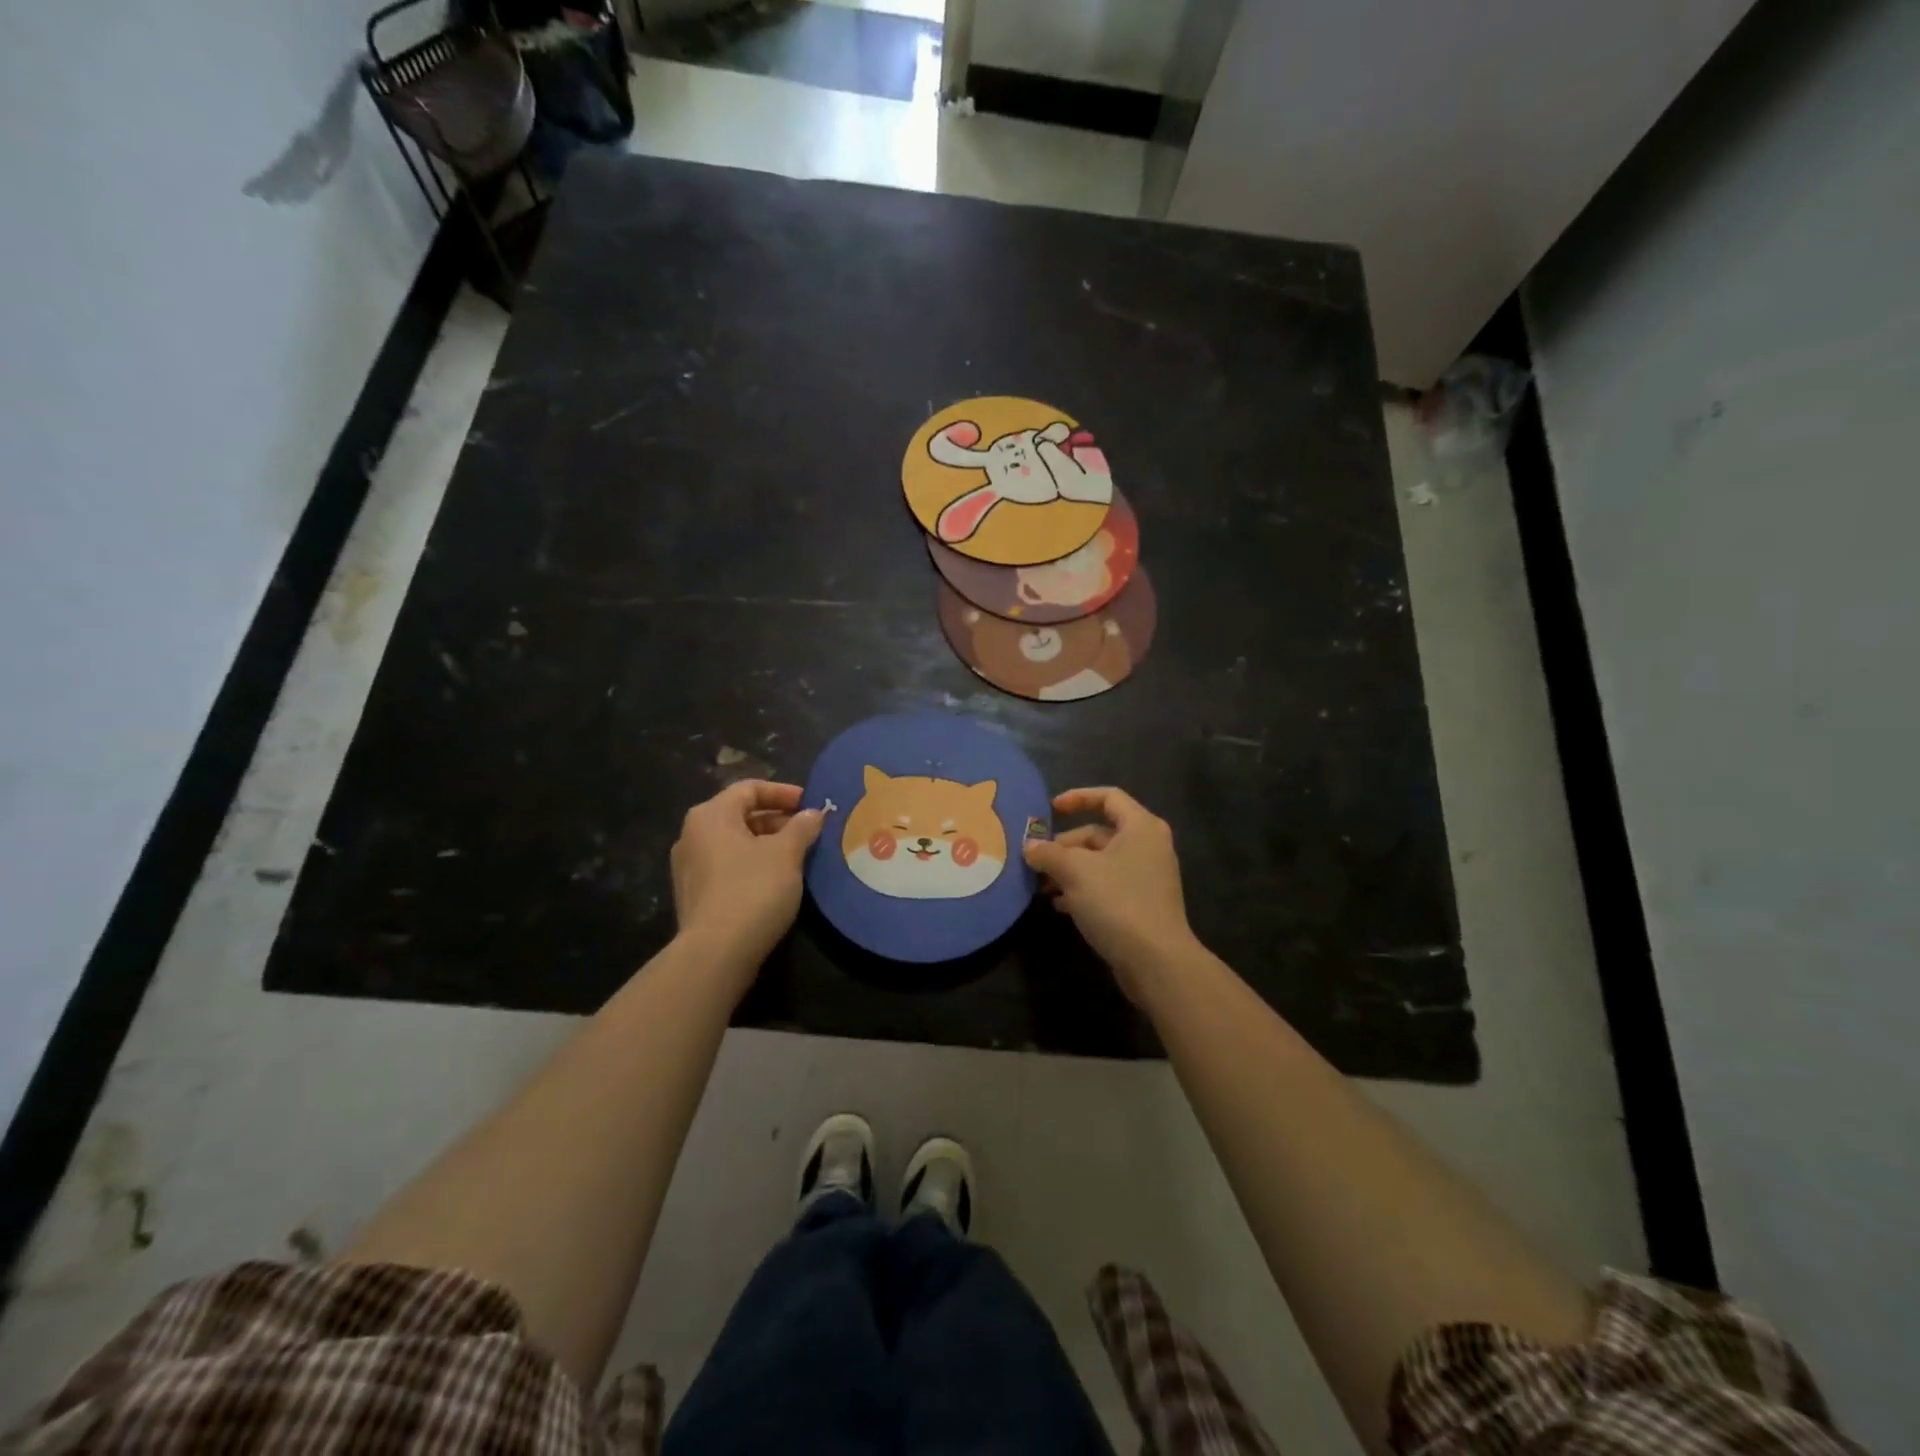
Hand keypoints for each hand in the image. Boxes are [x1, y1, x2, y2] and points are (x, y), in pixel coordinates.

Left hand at [670, 780, 823, 992]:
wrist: (716, 953)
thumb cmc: (753, 890)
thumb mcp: (786, 853)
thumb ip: (802, 827)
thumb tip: (813, 814)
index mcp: (711, 815)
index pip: (749, 788)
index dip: (783, 793)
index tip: (811, 805)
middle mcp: (692, 835)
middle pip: (740, 815)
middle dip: (778, 820)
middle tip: (809, 832)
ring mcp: (689, 867)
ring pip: (735, 843)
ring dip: (767, 845)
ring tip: (798, 857)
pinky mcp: (694, 895)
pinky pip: (728, 867)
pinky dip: (753, 866)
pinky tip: (777, 881)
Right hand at [1023, 787, 1198, 1003]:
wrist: (1156, 961)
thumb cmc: (1117, 902)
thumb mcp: (1075, 871)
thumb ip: (1048, 853)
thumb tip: (1029, 846)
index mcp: (1140, 827)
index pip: (1108, 797)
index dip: (1077, 798)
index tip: (1049, 810)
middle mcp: (1148, 846)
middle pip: (1099, 832)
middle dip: (1064, 845)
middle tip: (1036, 860)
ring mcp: (1147, 877)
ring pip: (1100, 862)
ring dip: (1069, 870)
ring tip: (1041, 885)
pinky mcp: (1142, 905)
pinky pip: (1107, 886)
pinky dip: (1082, 890)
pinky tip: (1059, 905)